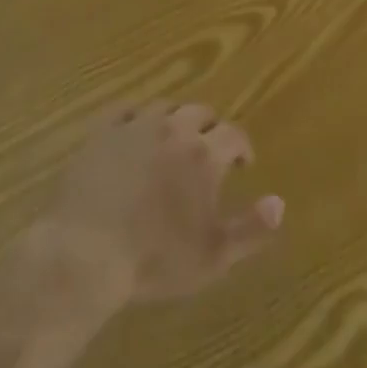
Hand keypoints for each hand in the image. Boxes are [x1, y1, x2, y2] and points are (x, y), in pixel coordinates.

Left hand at [36, 102, 285, 308]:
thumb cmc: (155, 260)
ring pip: (165, 108)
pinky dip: (137, 117)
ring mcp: (136, 126)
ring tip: (174, 142)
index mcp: (204, 154)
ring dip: (176, 121)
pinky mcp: (103, 131)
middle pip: (200, 112)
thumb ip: (251, 229)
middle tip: (209, 151)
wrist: (87, 253)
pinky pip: (126, 110)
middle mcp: (174, 129)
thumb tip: (280, 203)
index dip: (243, 146)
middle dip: (210, 128)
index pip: (234, 134)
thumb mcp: (213, 256)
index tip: (244, 163)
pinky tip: (136, 133)